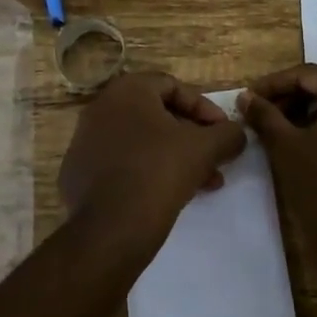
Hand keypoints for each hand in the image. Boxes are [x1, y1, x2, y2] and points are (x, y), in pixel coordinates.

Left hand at [59, 71, 246, 245]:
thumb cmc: (159, 172)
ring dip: (175, 157)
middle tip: (216, 160)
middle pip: (158, 116)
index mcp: (127, 91)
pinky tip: (170, 195)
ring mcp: (85, 142)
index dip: (206, 109)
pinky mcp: (78, 174)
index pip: (174, 87)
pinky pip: (122, 163)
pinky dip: (148, 172)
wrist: (110, 229)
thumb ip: (228, 134)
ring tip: (203, 183)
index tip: (224, 133)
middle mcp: (100, 108)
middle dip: (193, 138)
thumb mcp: (205, 149)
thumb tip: (237, 134)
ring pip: (142, 142)